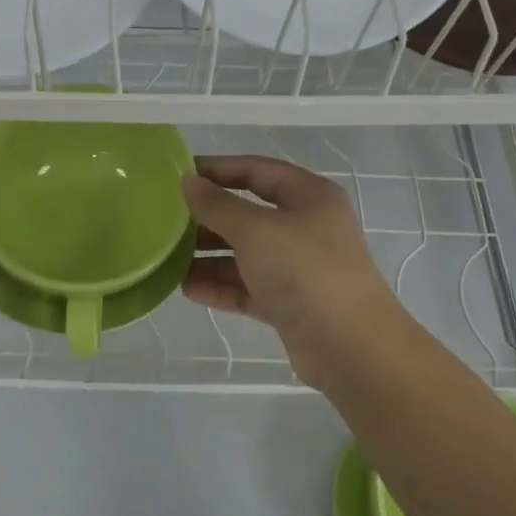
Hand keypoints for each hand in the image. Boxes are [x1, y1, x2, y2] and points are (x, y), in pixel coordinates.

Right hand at [181, 155, 406, 385]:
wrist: (349, 345)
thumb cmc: (304, 270)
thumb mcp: (255, 230)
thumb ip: (218, 205)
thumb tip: (188, 181)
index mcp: (309, 197)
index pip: (257, 170)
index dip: (218, 170)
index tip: (177, 177)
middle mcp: (305, 227)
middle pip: (248, 215)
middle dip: (208, 219)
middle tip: (166, 223)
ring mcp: (298, 268)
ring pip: (245, 255)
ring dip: (209, 257)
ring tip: (169, 261)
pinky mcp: (289, 304)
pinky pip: (248, 288)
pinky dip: (221, 287)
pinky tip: (188, 290)